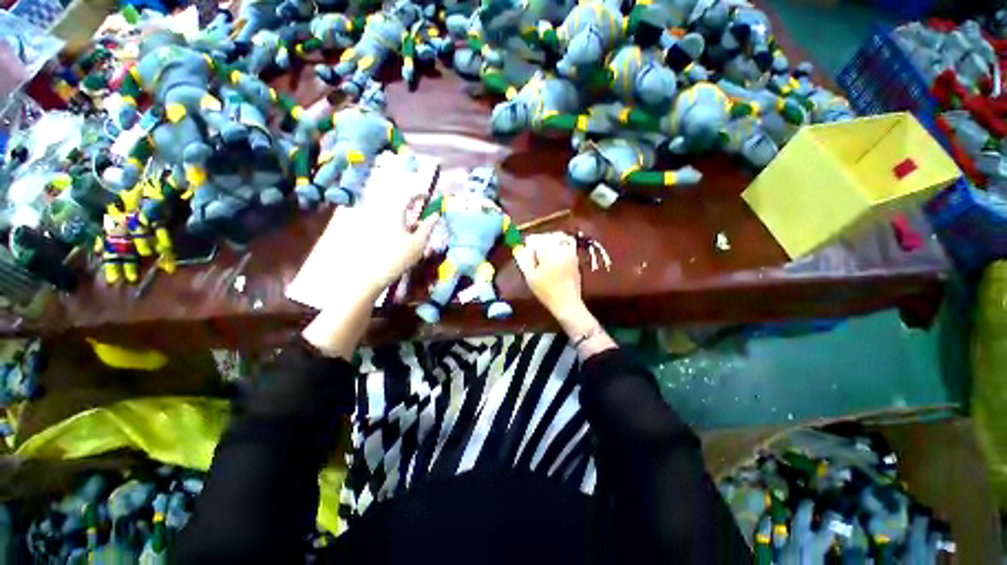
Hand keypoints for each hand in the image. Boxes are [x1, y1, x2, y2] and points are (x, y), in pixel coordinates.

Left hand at [320, 155, 438, 298]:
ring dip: (402, 213)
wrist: (373, 273)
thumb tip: (436, 215)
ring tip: (413, 224)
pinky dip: (394, 221)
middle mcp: (381, 211)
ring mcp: (372, 220)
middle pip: (396, 200)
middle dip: (409, 202)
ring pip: (390, 210)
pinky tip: (400, 233)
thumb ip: (428, 226)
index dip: (419, 193)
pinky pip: (383, 218)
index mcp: (395, 211)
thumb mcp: (419, 242)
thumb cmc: (400, 257)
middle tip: (419, 209)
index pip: (408, 194)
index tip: (427, 196)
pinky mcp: (368, 229)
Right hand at [515, 232, 615, 358]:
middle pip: (548, 236)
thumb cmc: (546, 292)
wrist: (567, 303)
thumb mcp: (530, 277)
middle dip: (539, 240)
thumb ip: (524, 259)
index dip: (529, 243)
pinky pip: (568, 242)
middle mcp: (561, 249)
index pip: (537, 239)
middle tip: (532, 248)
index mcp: (549, 253)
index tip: (525, 248)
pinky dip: (561, 241)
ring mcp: (571, 252)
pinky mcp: (576, 257)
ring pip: (559, 237)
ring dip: (550, 239)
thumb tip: (522, 247)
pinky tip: (555, 250)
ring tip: (543, 249)